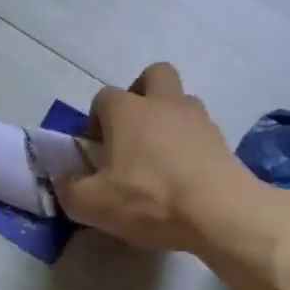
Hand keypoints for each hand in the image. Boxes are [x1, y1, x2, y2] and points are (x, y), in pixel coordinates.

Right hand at [54, 62, 269, 253]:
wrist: (221, 214)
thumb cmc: (148, 199)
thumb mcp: (92, 203)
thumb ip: (70, 188)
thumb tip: (66, 179)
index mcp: (126, 111)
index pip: (103, 97)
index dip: (96, 119)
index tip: (96, 148)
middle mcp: (163, 103)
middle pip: (154, 75)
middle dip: (141, 93)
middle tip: (132, 130)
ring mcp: (198, 119)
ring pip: (181, 101)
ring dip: (169, 118)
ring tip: (160, 155)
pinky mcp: (223, 141)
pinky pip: (201, 131)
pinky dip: (191, 145)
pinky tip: (184, 175)